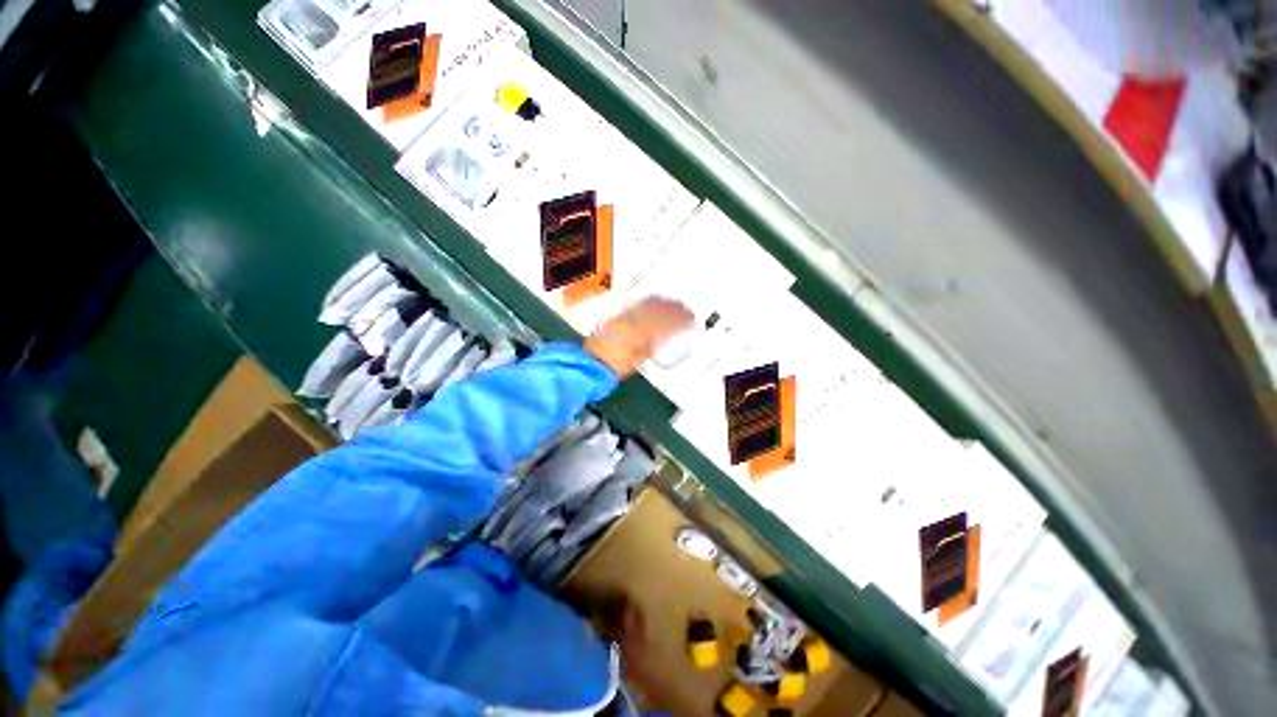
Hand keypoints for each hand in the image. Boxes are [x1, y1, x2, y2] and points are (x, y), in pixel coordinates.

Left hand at [585, 296, 693, 377]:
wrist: (592, 362)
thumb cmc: (615, 366)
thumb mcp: (638, 359)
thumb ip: (652, 346)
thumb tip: (664, 337)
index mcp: (640, 333)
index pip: (666, 323)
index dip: (681, 321)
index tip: (691, 321)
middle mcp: (633, 320)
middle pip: (659, 310)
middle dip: (675, 309)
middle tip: (688, 310)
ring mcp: (625, 316)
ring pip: (649, 304)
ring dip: (665, 303)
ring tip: (677, 304)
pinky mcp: (619, 316)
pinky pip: (639, 305)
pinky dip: (651, 302)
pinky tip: (656, 300)